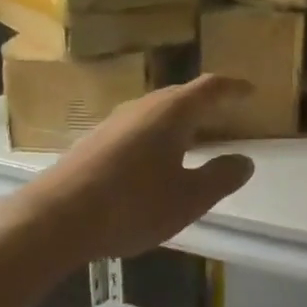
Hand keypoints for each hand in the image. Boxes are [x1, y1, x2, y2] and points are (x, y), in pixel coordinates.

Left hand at [20, 76, 255, 263]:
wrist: (56, 218)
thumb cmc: (133, 204)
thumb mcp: (189, 198)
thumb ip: (220, 177)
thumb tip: (244, 161)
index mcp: (172, 113)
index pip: (210, 89)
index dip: (233, 88)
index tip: (251, 90)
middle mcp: (142, 108)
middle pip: (181, 97)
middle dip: (206, 104)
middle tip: (227, 114)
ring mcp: (114, 123)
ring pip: (156, 113)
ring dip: (180, 121)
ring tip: (196, 138)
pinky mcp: (94, 143)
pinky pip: (138, 129)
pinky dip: (158, 137)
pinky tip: (156, 161)